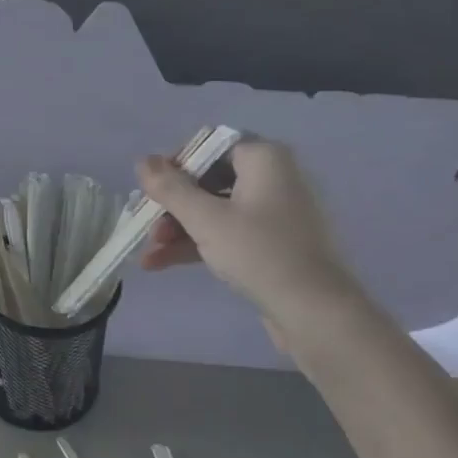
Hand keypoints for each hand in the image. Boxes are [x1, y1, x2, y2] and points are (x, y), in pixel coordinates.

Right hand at [137, 138, 360, 313]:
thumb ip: (170, 188)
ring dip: (179, 229)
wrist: (315, 312)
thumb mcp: (206, 219)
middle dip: (172, 206)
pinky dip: (197, 244)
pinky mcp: (271, 243)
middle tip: (148, 228)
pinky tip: (161, 264)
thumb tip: (143, 160)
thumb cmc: (259, 253)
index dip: (176, 165)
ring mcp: (273, 212)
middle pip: (208, 180)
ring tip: (149, 255)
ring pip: (214, 210)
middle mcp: (272, 177)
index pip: (210, 145)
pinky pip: (227, 233)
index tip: (153, 190)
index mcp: (264, 158)